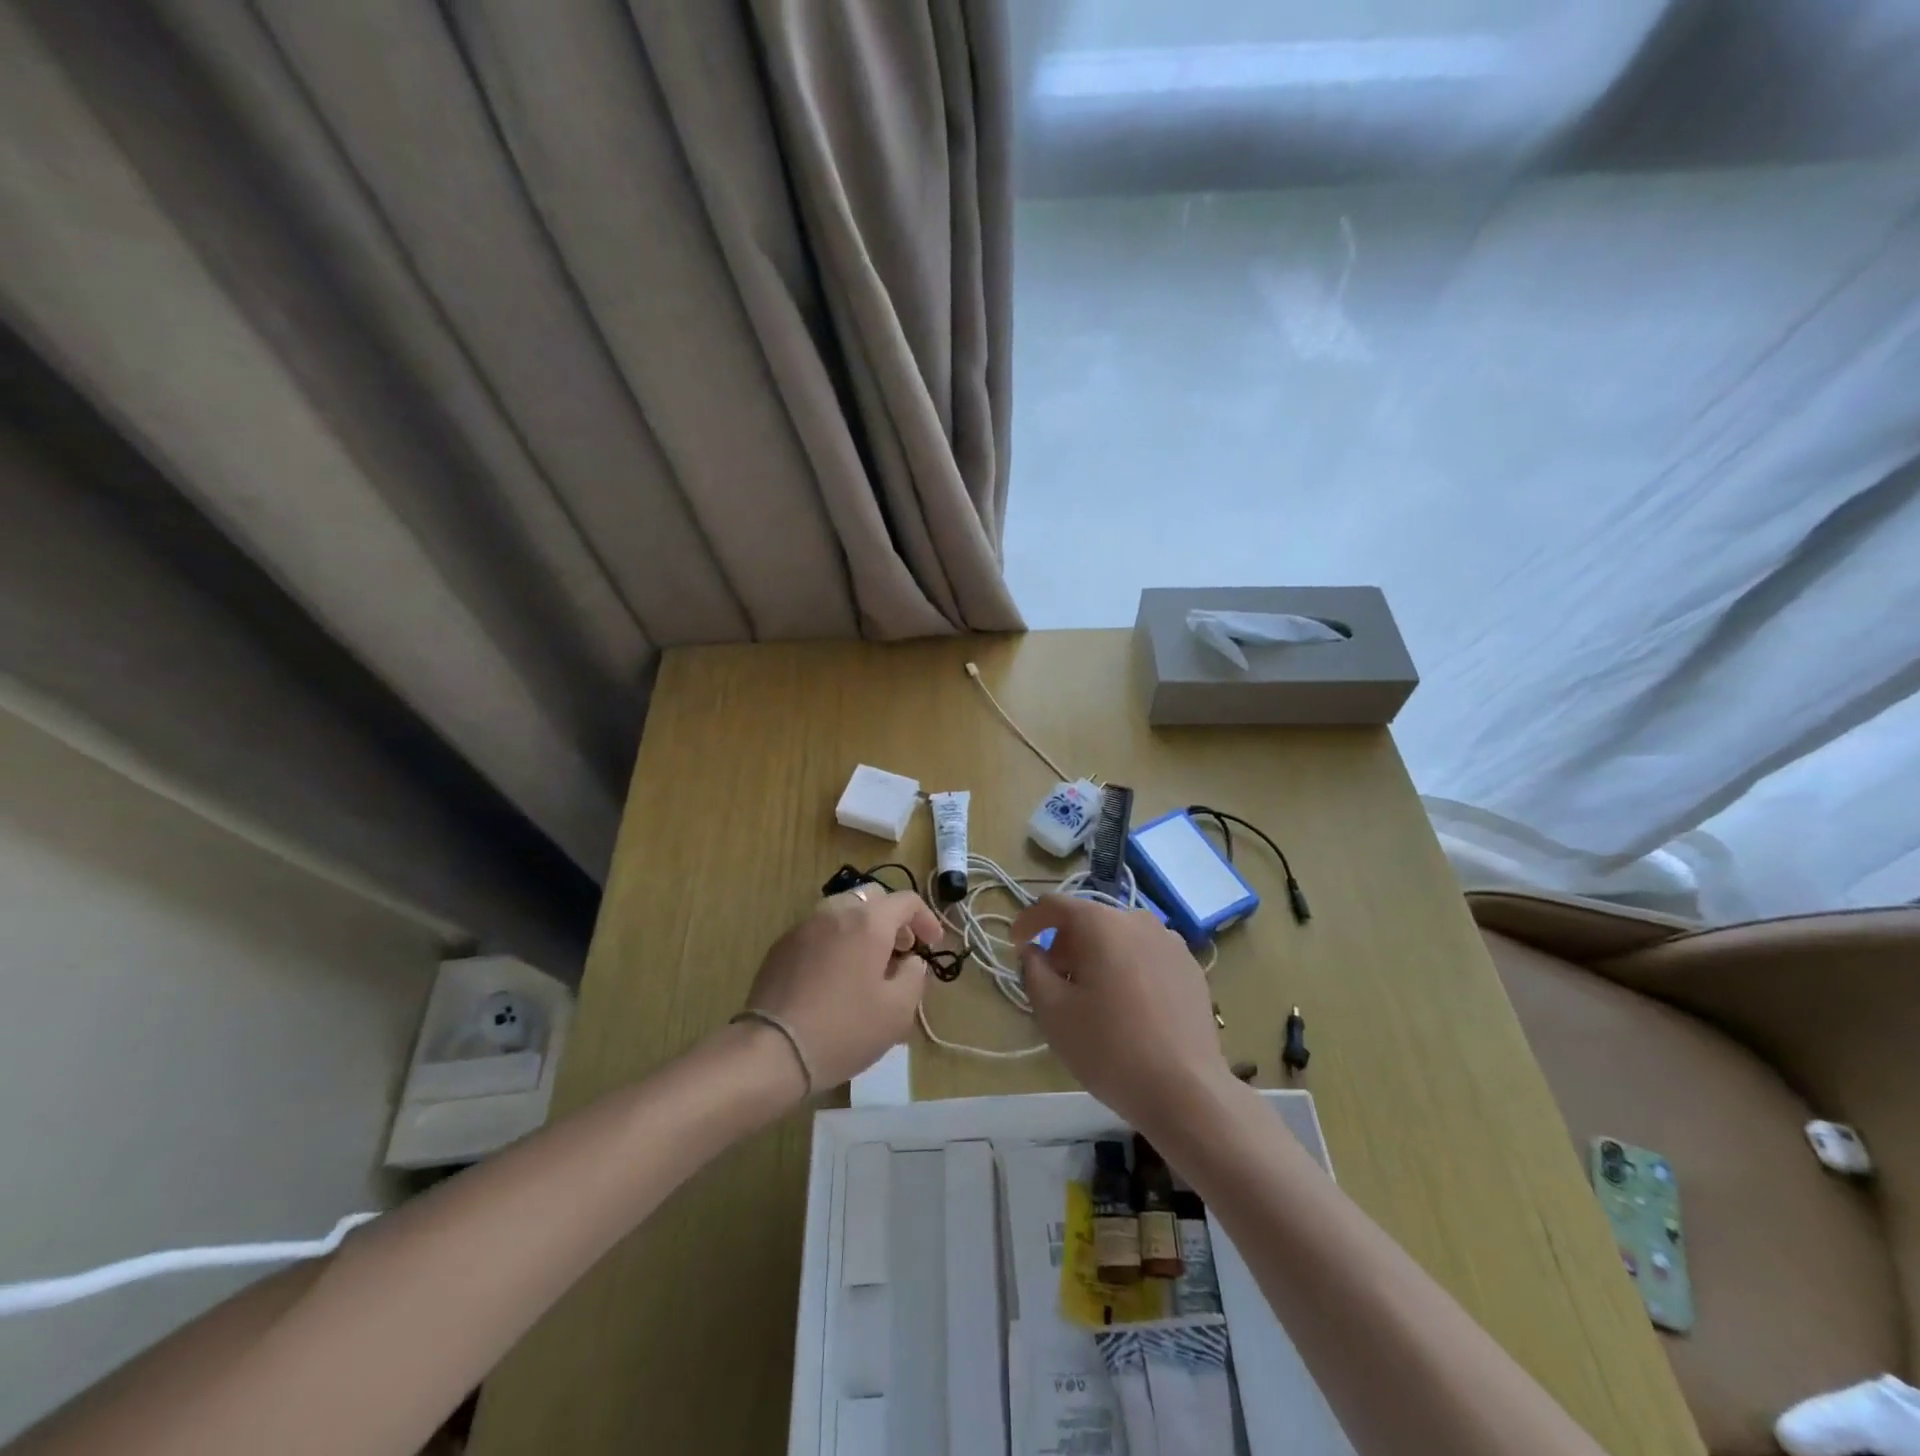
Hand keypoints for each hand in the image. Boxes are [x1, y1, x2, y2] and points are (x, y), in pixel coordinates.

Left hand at [742, 888, 944, 1091]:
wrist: (773, 1049)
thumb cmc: (845, 1029)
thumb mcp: (897, 1011)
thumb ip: (914, 977)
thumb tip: (912, 961)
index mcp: (868, 922)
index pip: (906, 901)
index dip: (926, 919)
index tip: (932, 944)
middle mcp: (836, 912)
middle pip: (872, 898)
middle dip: (893, 918)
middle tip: (902, 949)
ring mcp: (804, 926)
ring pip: (842, 910)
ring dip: (863, 927)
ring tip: (869, 962)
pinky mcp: (782, 945)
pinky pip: (819, 930)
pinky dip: (836, 940)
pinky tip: (836, 974)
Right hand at [1012, 896, 1230, 1136]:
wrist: (1186, 1090)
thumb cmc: (1109, 1048)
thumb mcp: (1053, 1012)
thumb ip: (1033, 971)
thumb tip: (1034, 952)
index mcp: (1100, 924)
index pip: (1053, 906)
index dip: (1028, 922)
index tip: (1016, 947)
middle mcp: (1137, 919)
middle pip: (1088, 920)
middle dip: (1064, 946)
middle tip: (1054, 984)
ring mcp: (1170, 941)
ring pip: (1118, 937)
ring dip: (1096, 956)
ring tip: (1092, 998)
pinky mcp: (1190, 966)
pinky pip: (1145, 954)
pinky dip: (1127, 968)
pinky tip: (1128, 1007)